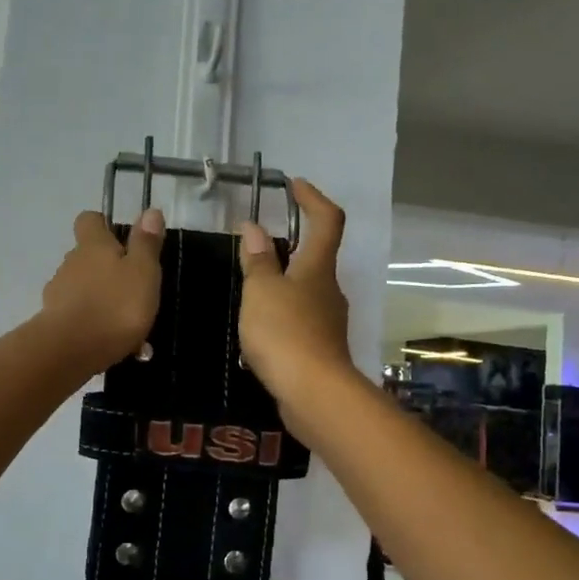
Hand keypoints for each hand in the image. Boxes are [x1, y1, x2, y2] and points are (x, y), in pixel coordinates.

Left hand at [42, 206, 165, 371]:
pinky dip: (95, 326)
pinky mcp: (54, 322)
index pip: (89, 220)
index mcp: (93, 245)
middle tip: (134, 289)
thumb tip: (150, 210)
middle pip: (87, 257)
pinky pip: (80, 318)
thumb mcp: (142, 272)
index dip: (102, 225)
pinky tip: (116, 346)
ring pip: (84, 290)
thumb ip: (146, 243)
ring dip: (103, 301)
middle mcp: (70, 263)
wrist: (70, 351)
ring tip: (130, 327)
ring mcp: (58, 293)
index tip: (120, 238)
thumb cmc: (114, 306)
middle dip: (107, 269)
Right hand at [237, 179, 352, 408]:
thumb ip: (258, 260)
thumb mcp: (261, 291)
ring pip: (306, 292)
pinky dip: (281, 316)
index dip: (313, 198)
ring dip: (283, 285)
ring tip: (249, 291)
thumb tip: (254, 228)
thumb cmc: (285, 333)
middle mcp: (329, 290)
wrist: (313, 394)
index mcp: (318, 268)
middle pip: (316, 258)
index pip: (327, 220)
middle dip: (291, 246)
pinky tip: (259, 330)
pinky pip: (300, 321)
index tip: (294, 185)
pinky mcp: (321, 349)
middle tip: (257, 247)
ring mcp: (328, 321)